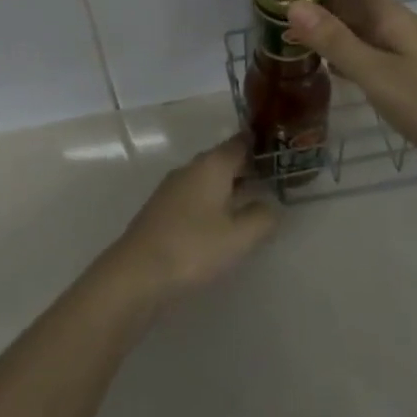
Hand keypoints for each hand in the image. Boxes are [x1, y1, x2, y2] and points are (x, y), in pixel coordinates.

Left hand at [109, 137, 276, 302]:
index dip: (259, 144)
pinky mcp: (162, 209)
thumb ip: (261, 218)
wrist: (137, 273)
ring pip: (208, 179)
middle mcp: (191, 169)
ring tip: (253, 199)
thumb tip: (271, 206)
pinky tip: (222, 221)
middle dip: (246, 166)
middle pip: (223, 159)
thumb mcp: (238, 237)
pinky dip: (213, 201)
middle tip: (273, 176)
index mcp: (211, 165)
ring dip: (229, 186)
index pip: (240, 143)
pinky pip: (195, 196)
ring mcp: (173, 188)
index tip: (279, 148)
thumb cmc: (193, 248)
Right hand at [284, 0, 416, 169]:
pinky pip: (370, 52)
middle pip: (354, 4)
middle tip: (276, 5)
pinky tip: (328, 66)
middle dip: (320, 2)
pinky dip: (347, 53)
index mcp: (390, 15)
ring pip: (361, 29)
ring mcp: (405, 50)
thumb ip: (334, 40)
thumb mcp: (375, 71)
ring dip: (331, 28)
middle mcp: (397, 25)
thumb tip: (292, 4)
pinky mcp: (409, 74)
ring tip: (291, 32)